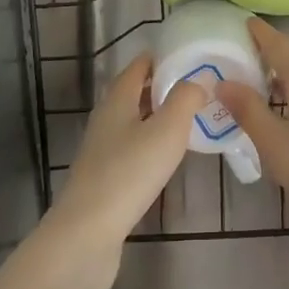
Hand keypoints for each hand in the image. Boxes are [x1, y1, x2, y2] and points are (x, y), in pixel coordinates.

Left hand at [48, 54, 204, 277]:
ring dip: (159, 115)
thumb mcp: (167, 130)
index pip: (139, 66)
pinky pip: (132, 147)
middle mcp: (106, 118)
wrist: (87, 233)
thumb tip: (201, 77)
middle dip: (164, 86)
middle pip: (135, 92)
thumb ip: (186, 99)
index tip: (192, 55)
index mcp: (117, 99)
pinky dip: (152, 142)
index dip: (163, 57)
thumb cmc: (129, 173)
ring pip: (134, 121)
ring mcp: (102, 149)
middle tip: (199, 87)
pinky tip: (168, 155)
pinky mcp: (104, 177)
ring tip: (191, 118)